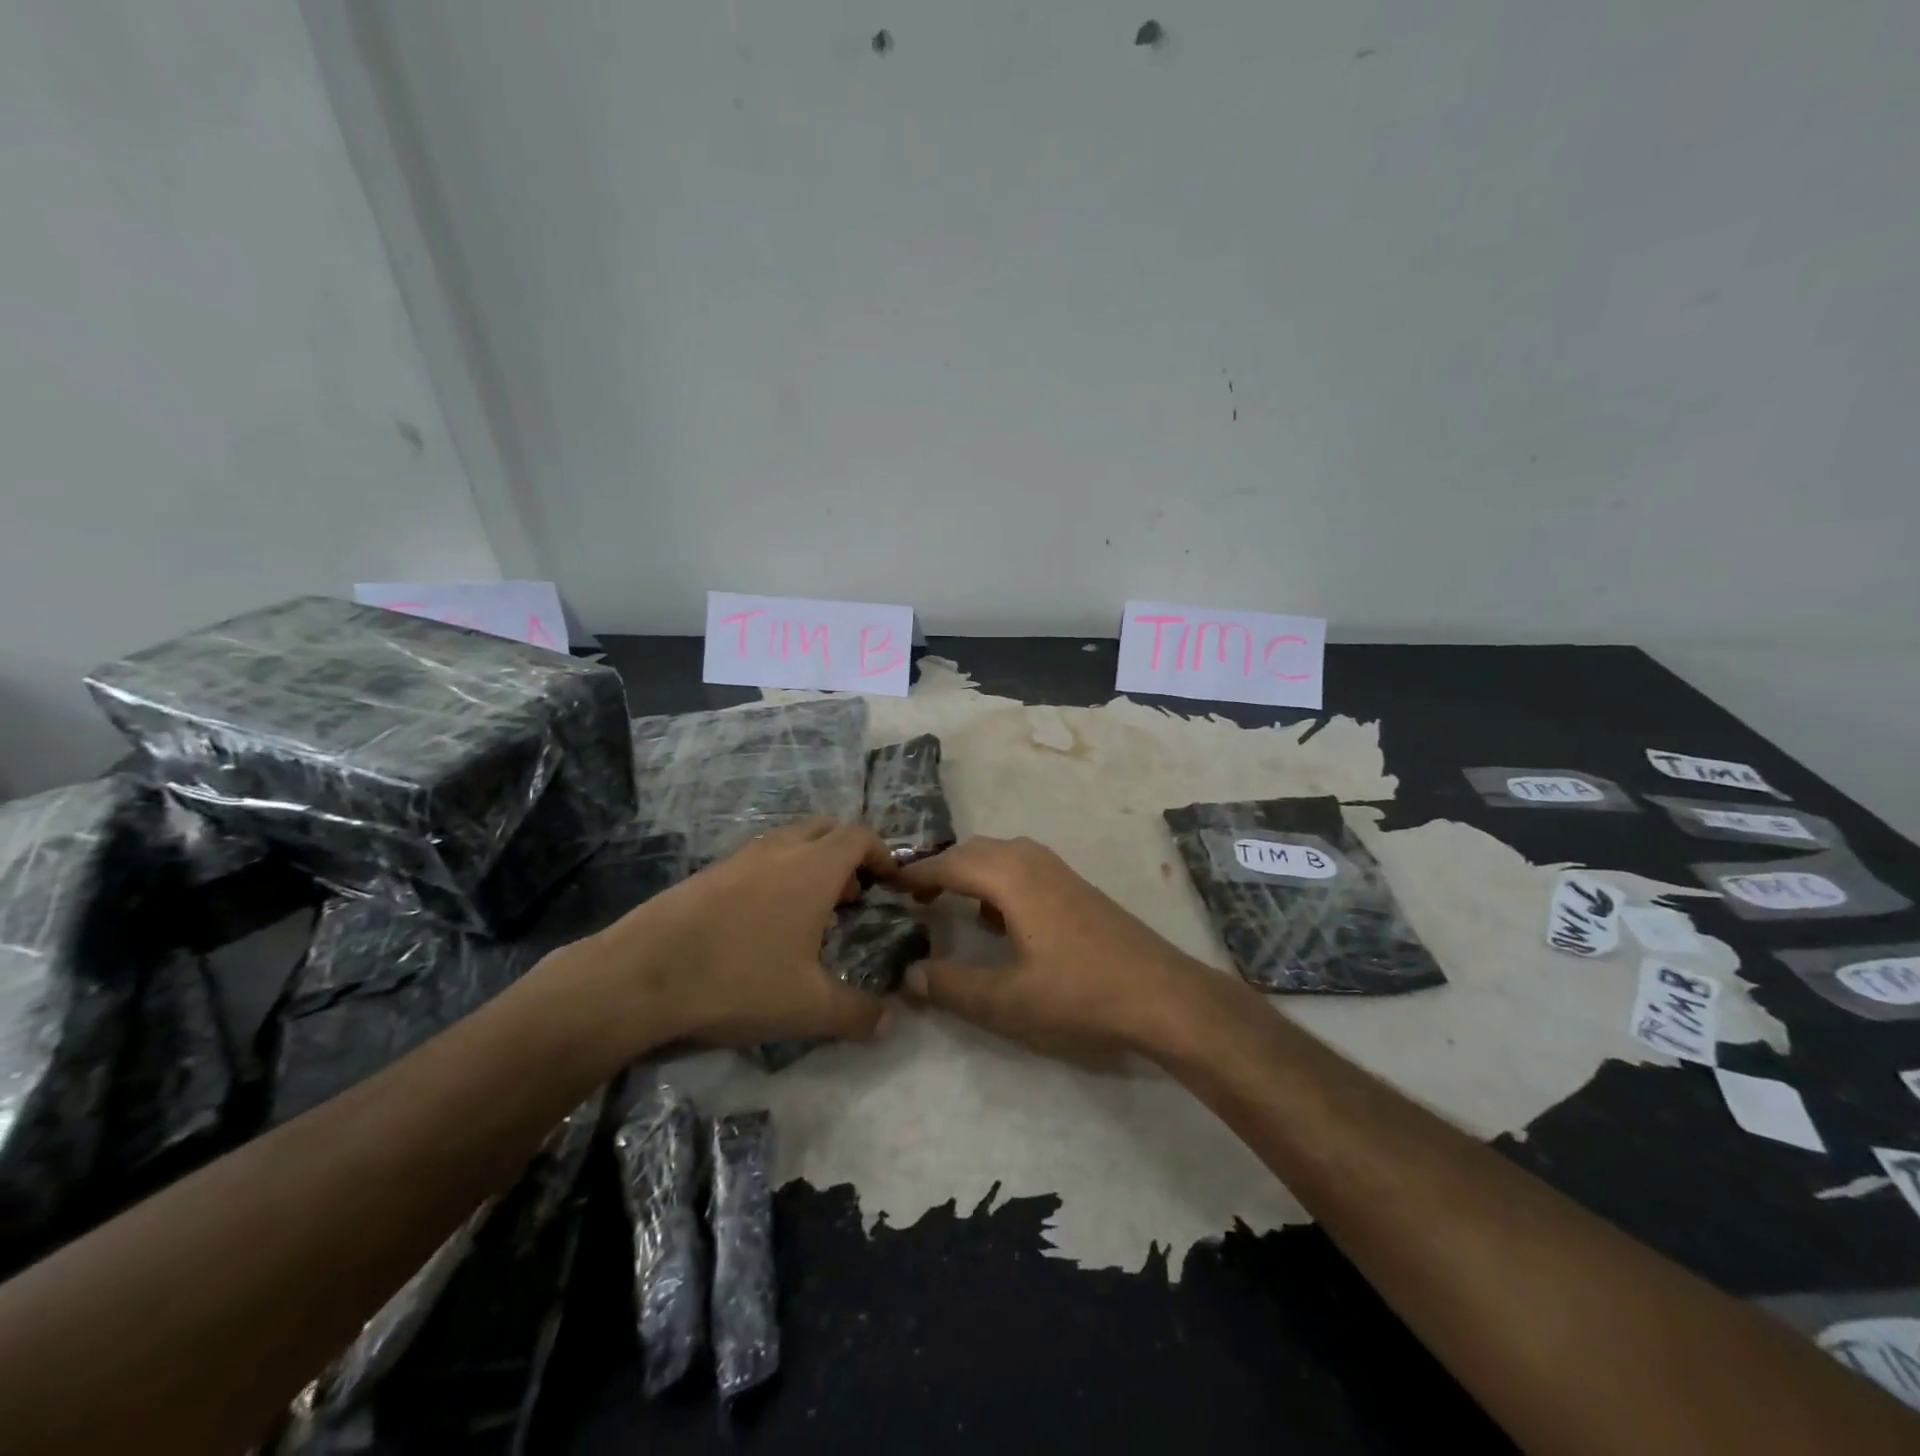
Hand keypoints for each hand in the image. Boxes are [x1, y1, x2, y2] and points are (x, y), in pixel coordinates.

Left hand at [577, 818, 898, 1049]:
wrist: (638, 977)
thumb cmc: (736, 981)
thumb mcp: (808, 1008)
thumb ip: (858, 1014)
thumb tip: (892, 1022)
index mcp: (812, 868)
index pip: (860, 835)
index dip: (883, 853)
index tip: (891, 883)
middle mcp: (779, 850)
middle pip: (827, 827)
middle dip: (848, 852)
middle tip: (854, 893)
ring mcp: (739, 857)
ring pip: (789, 841)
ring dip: (811, 862)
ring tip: (813, 911)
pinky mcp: (708, 873)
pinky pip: (758, 858)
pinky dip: (777, 873)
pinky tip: (764, 922)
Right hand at [894, 836, 1231, 1061]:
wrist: (1162, 994)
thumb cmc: (1079, 994)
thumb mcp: (1007, 1000)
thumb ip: (952, 986)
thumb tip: (910, 976)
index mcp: (1011, 877)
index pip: (948, 864)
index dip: (914, 875)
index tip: (884, 885)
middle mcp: (1032, 860)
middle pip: (973, 851)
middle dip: (940, 869)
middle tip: (910, 897)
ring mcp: (1059, 870)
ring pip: (1000, 855)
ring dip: (970, 872)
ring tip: (947, 903)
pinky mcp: (1076, 886)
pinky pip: (1023, 868)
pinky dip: (997, 881)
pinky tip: (998, 919)